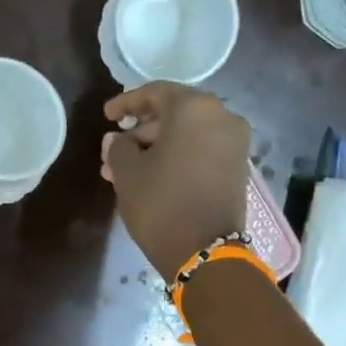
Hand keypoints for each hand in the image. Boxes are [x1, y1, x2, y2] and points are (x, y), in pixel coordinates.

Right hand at [102, 83, 251, 278]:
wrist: (205, 252)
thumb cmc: (161, 205)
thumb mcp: (128, 174)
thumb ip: (118, 148)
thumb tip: (116, 139)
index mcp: (194, 109)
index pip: (155, 93)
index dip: (127, 103)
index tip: (107, 116)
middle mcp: (222, 117)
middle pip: (174, 114)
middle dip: (141, 132)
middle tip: (114, 152)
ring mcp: (235, 144)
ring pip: (188, 136)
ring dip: (157, 148)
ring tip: (126, 171)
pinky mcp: (238, 169)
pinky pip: (202, 151)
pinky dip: (178, 158)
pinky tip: (153, 177)